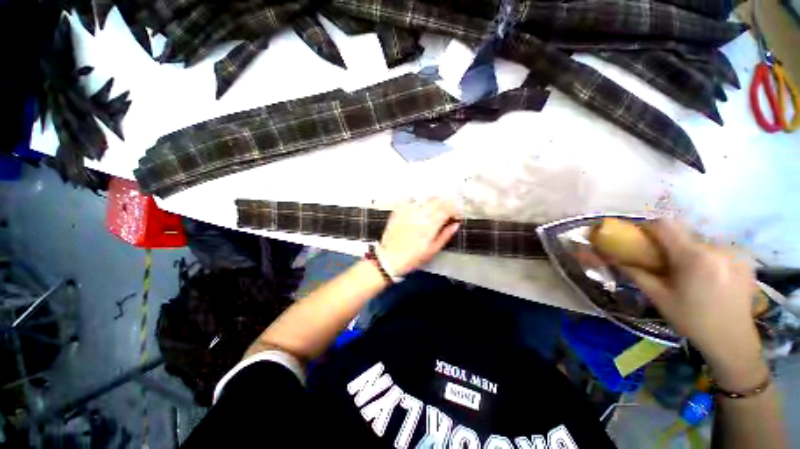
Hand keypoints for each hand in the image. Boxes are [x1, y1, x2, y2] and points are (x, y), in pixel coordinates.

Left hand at [379, 198, 460, 275]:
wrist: (389, 258)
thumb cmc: (412, 258)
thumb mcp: (432, 250)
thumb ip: (445, 235)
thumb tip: (456, 224)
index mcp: (429, 225)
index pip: (447, 209)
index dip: (455, 210)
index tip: (457, 215)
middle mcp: (420, 214)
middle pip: (438, 201)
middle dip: (447, 203)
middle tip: (449, 210)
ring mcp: (408, 211)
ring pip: (426, 199)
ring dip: (434, 201)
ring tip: (436, 208)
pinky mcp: (399, 210)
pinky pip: (411, 199)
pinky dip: (418, 201)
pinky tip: (420, 206)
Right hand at [612, 220, 766, 389]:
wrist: (732, 340)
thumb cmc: (691, 320)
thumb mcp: (658, 297)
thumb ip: (636, 273)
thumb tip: (613, 258)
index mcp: (693, 257)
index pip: (665, 224)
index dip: (649, 227)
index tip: (641, 239)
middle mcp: (716, 248)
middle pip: (684, 233)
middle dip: (670, 243)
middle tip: (664, 262)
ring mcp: (735, 253)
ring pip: (701, 241)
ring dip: (690, 251)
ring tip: (689, 273)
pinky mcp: (745, 259)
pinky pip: (718, 249)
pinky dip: (707, 257)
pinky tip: (709, 276)